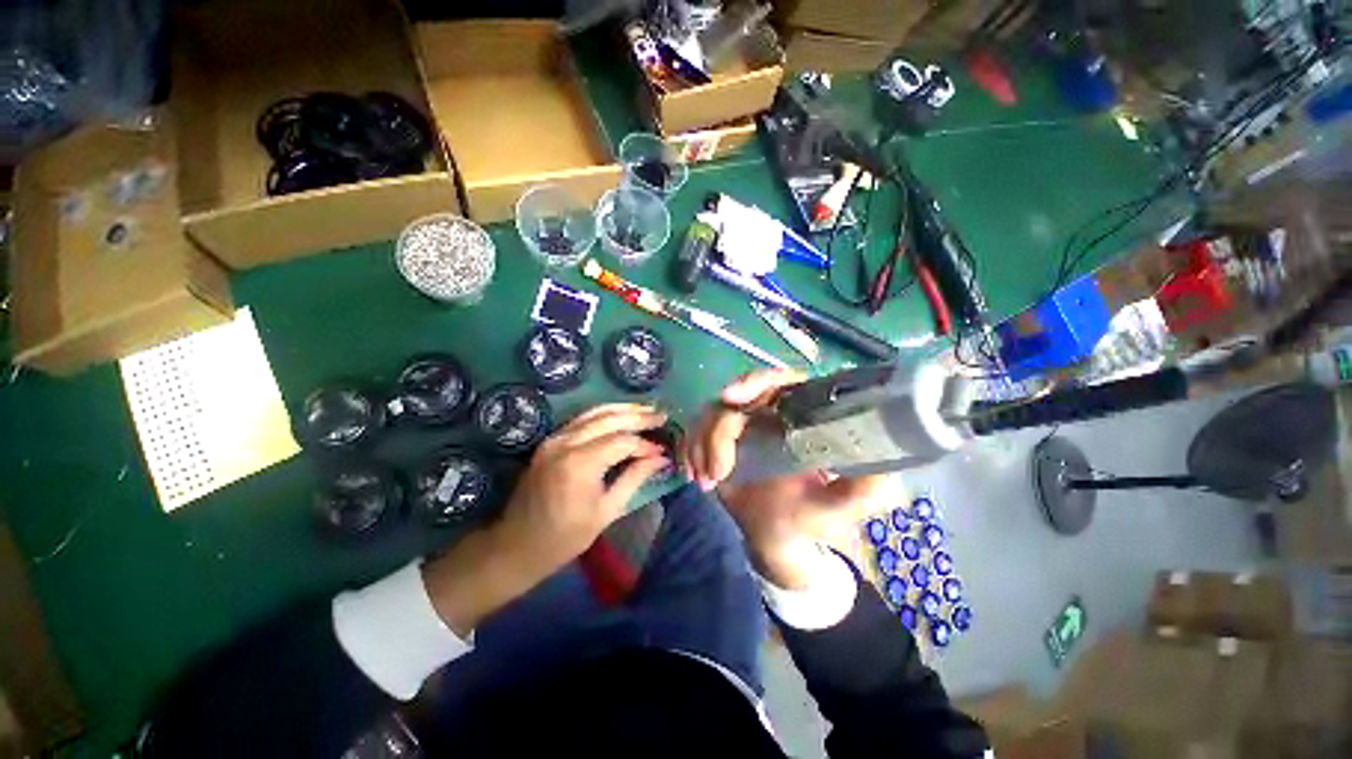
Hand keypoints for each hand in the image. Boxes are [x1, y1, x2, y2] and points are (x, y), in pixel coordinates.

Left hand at [423, 403, 667, 634]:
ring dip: (622, 409)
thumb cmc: (565, 537)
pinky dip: (604, 414)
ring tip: (646, 409)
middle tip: (661, 415)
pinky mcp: (549, 440)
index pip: (622, 442)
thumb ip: (634, 478)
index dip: (645, 445)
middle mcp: (565, 443)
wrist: (516, 545)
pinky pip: (581, 419)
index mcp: (580, 464)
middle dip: (638, 416)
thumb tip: (660, 459)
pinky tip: (620, 415)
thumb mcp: (606, 511)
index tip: (662, 451)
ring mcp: (554, 438)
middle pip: (609, 419)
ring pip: (594, 412)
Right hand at [685, 370, 888, 588]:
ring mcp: (740, 426)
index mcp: (800, 416)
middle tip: (718, 465)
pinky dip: (690, 451)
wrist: (777, 539)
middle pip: (737, 394)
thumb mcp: (842, 508)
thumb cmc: (810, 519)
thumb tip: (882, 466)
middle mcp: (769, 414)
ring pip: (710, 414)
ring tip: (710, 482)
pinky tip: (694, 476)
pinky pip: (694, 432)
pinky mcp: (718, 441)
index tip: (734, 397)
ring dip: (703, 446)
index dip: (758, 379)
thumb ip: (866, 491)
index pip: (782, 381)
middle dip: (718, 423)